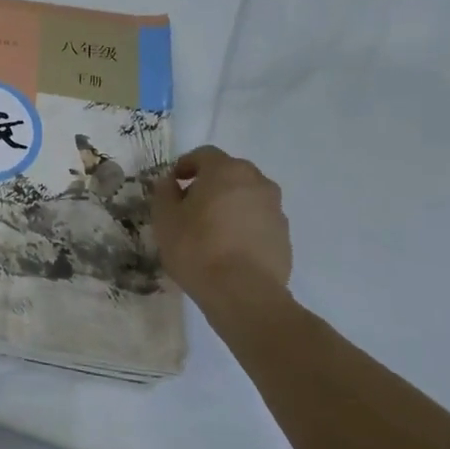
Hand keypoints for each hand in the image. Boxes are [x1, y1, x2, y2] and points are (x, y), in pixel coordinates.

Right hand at [149, 145, 291, 300]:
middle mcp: (257, 182)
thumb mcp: (165, 218)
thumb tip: (170, 183)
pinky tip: (228, 247)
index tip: (173, 184)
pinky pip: (258, 220)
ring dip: (228, 204)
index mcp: (226, 171)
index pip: (204, 155)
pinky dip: (243, 225)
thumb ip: (165, 192)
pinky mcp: (284, 236)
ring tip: (210, 229)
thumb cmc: (197, 247)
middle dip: (209, 183)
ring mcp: (275, 209)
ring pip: (246, 197)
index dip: (185, 165)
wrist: (243, 293)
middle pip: (229, 173)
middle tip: (190, 205)